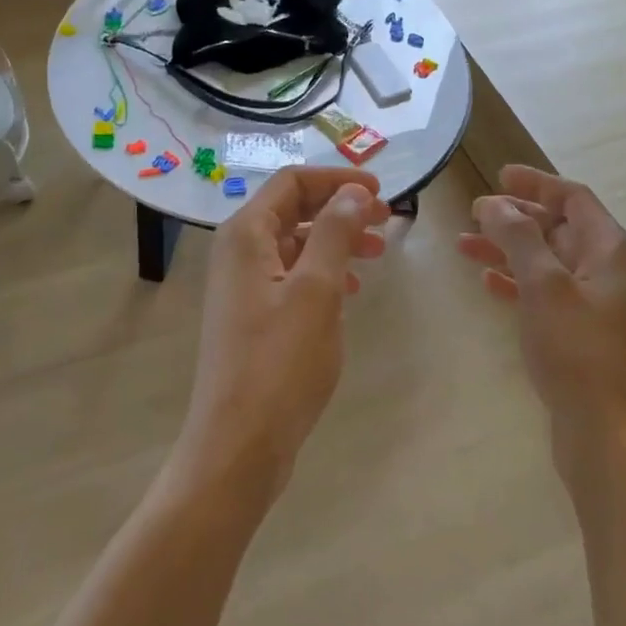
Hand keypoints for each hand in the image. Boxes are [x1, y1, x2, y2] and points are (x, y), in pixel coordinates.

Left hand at [177, 166, 389, 504]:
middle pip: (294, 209)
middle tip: (387, 220)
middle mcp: (239, 252)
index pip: (292, 181)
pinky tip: (350, 290)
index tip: (380, 191)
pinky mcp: (254, 316)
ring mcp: (244, 286)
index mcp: (246, 235)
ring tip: (377, 252)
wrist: (239, 446)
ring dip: (336, 239)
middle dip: (340, 208)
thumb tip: (353, 193)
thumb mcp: (316, 290)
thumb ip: (334, 232)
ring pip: (296, 243)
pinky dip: (324, 272)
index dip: (337, 179)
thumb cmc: (280, 363)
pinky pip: (293, 276)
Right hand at [459, 165, 625, 456]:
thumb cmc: (578, 351)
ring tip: (464, 245)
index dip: (536, 183)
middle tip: (474, 212)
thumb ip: (519, 238)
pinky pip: (544, 292)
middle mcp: (606, 270)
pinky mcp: (579, 333)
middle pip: (558, 227)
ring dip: (508, 249)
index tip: (499, 175)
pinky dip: (516, 282)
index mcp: (609, 250)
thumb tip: (495, 203)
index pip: (573, 198)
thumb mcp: (545, 285)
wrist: (606, 434)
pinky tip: (487, 284)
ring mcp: (593, 303)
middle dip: (516, 217)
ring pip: (546, 261)